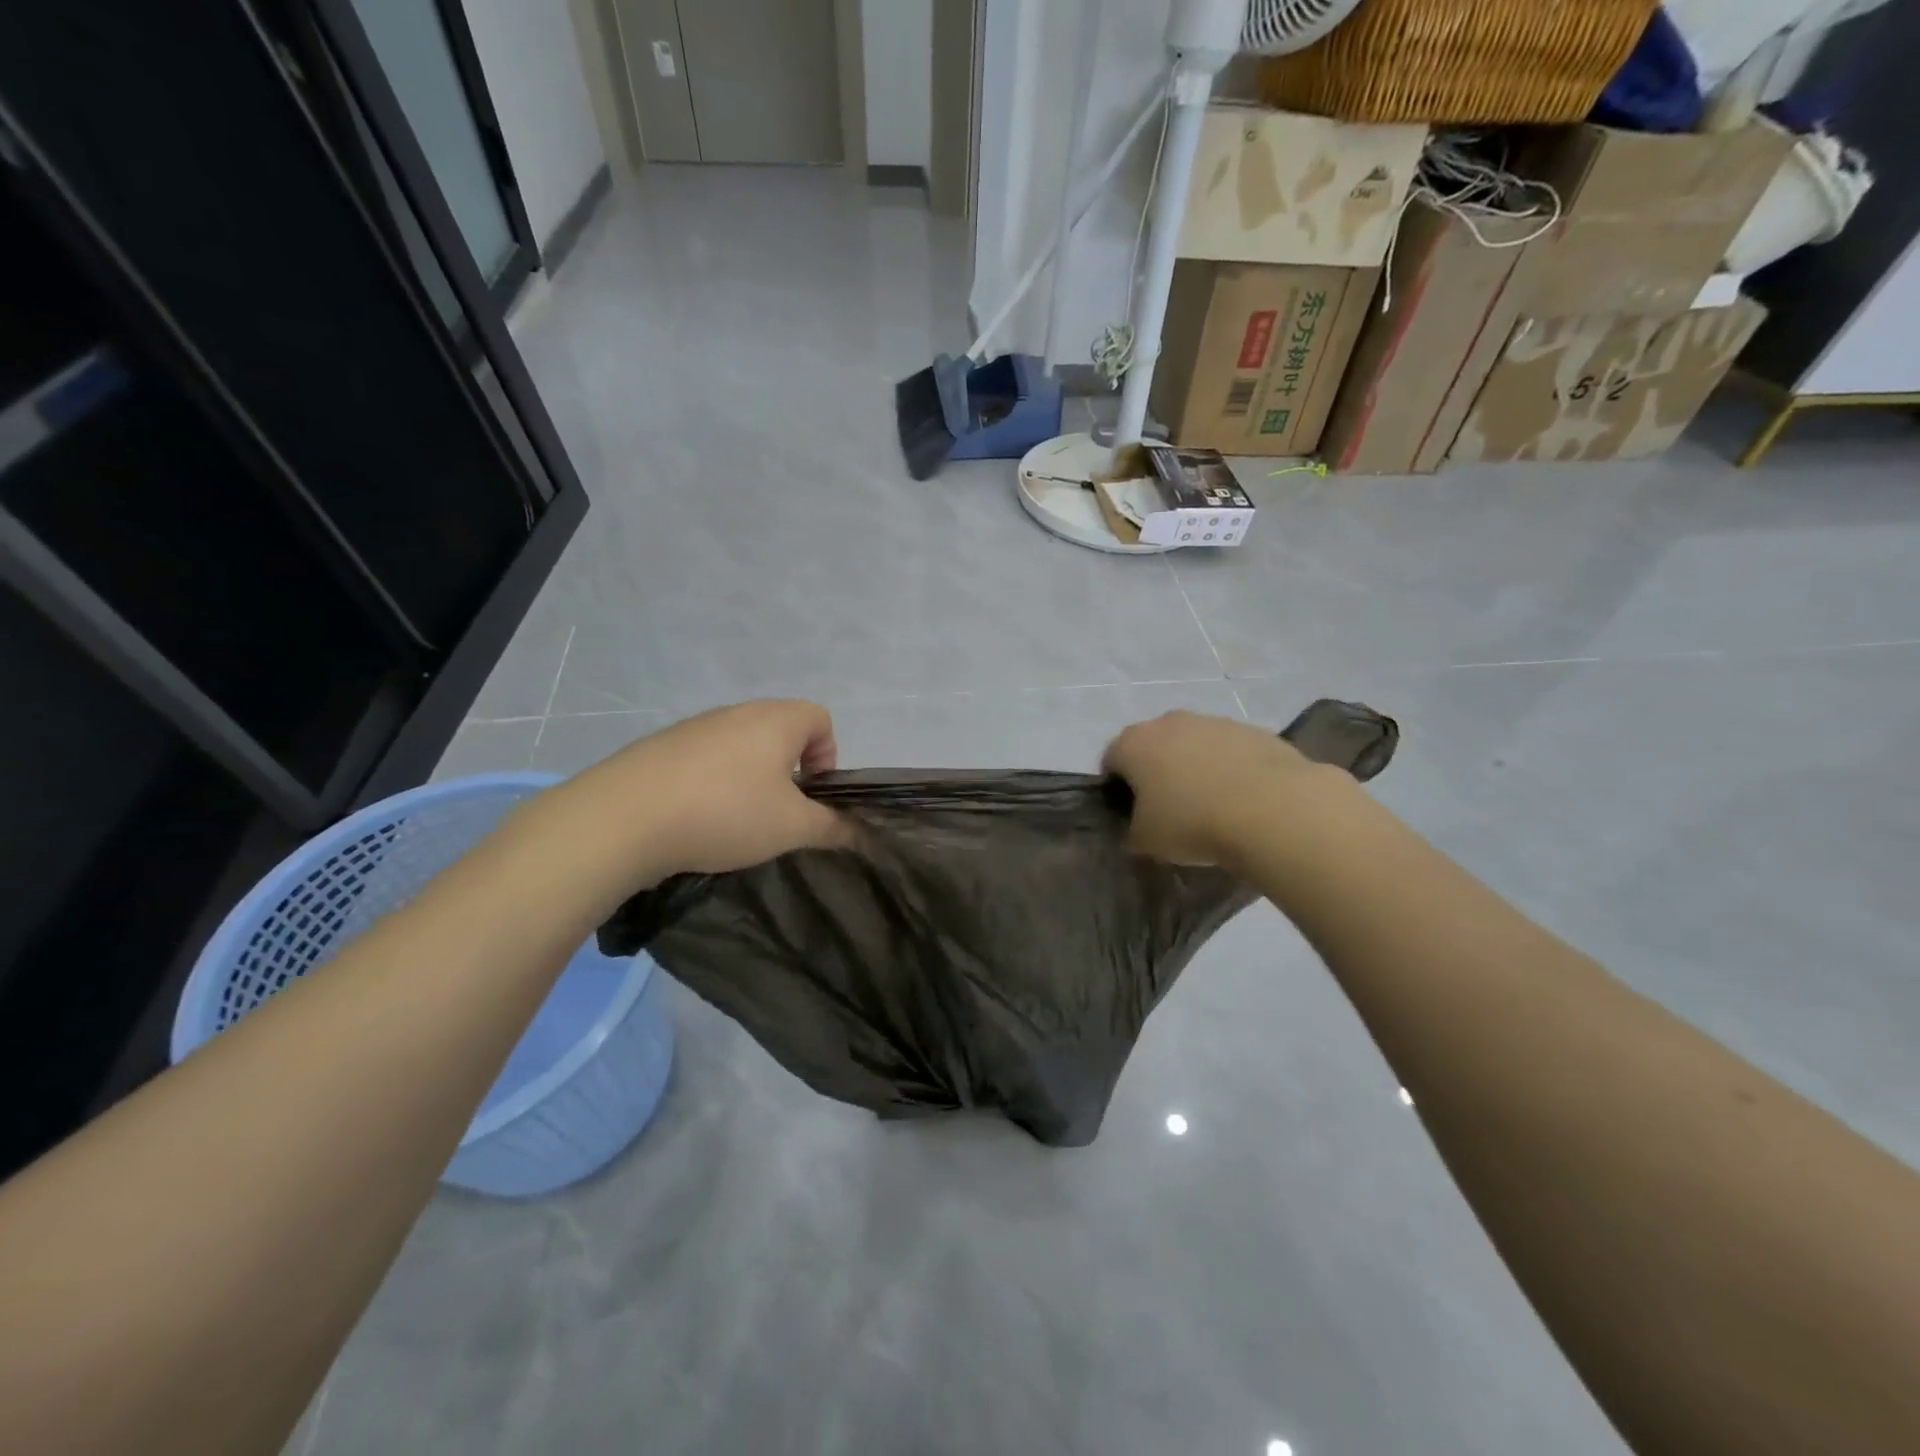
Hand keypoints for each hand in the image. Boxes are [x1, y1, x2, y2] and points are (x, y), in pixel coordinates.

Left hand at [572, 699, 850, 883]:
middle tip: (777, 812)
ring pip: (740, 745)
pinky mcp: (660, 746)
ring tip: (734, 819)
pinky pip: (703, 758)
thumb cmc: (725, 813)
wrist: (622, 818)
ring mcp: (694, 726)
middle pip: (780, 730)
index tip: (812, 794)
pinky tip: (694, 818)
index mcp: (776, 720)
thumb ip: (831, 827)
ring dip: (749, 776)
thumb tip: (860, 831)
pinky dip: (711, 782)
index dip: (828, 755)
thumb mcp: (791, 828)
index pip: (820, 718)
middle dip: (788, 769)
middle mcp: (737, 712)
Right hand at [1102, 710, 1340, 869]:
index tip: (1131, 814)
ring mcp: (1214, 722)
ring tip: (1212, 807)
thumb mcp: (1146, 841)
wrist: (1273, 809)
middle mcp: (1169, 722)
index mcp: (1134, 743)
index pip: (1110, 760)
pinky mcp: (1253, 731)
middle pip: (1153, 746)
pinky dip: (1230, 770)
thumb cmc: (1192, 823)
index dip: (1116, 788)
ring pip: (1193, 745)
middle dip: (1157, 772)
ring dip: (1195, 768)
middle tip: (1169, 809)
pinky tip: (1243, 800)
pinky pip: (1230, 751)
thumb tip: (1138, 827)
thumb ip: (1132, 830)